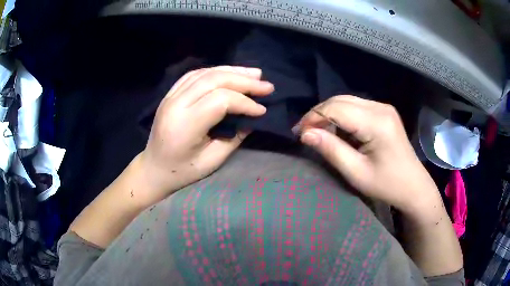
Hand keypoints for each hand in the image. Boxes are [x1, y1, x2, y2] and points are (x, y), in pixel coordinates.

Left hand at [138, 66, 273, 205]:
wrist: (153, 168)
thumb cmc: (182, 172)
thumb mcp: (212, 161)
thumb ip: (234, 137)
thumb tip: (253, 117)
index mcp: (185, 125)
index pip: (220, 100)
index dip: (245, 102)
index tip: (262, 109)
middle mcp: (176, 104)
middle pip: (214, 80)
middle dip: (244, 80)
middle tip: (266, 85)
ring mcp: (170, 96)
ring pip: (205, 73)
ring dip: (232, 70)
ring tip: (254, 73)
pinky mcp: (170, 94)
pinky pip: (194, 75)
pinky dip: (215, 71)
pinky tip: (230, 73)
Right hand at [297, 96, 438, 212]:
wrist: (413, 186)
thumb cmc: (387, 184)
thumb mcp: (356, 172)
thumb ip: (331, 149)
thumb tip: (305, 134)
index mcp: (376, 122)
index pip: (336, 108)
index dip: (313, 117)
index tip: (299, 134)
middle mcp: (380, 107)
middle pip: (340, 100)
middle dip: (319, 114)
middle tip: (305, 133)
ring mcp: (383, 107)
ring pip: (346, 101)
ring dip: (329, 114)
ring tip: (318, 132)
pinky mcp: (384, 112)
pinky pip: (356, 106)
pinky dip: (341, 116)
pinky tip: (337, 130)